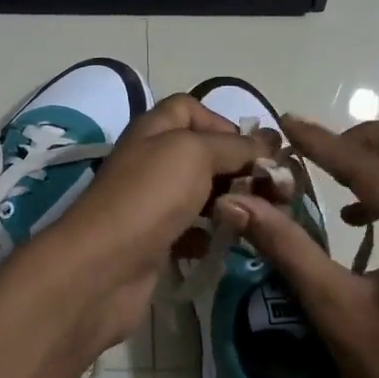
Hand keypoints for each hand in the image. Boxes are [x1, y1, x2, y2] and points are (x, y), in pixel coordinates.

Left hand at [24, 94, 276, 355]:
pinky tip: (230, 244)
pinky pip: (192, 231)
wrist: (103, 268)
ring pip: (201, 194)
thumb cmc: (149, 197)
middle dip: (239, 167)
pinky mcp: (156, 242)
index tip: (255, 149)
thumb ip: (234, 146)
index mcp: (154, 130)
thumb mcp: (194, 154)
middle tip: (275, 189)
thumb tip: (268, 142)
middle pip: (202, 154)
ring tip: (262, 216)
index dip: (223, 123)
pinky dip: (212, 235)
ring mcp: (152, 204)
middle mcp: (151, 161)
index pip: (190, 109)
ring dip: (231, 202)